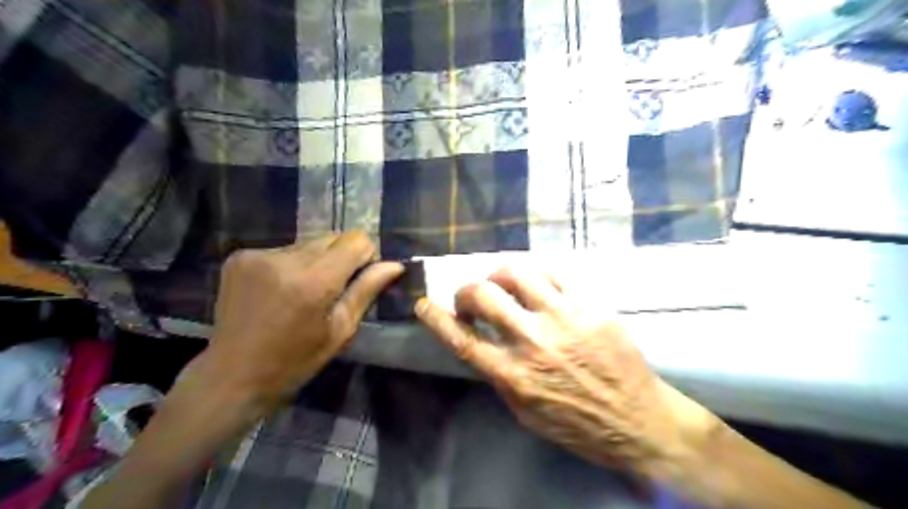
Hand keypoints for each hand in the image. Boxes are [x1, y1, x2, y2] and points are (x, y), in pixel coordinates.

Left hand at [198, 234, 401, 414]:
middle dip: (341, 258)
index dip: (365, 256)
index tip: (358, 279)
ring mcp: (258, 255)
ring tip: (302, 293)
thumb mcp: (341, 330)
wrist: (232, 375)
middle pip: (333, 237)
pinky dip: (291, 264)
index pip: (356, 240)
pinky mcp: (240, 256)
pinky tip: (280, 291)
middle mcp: (285, 258)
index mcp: (314, 281)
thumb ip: (367, 290)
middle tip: (331, 290)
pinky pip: (284, 249)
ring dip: (315, 261)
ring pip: (308, 243)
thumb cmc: (295, 361)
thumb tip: (395, 265)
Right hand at [414, 268, 720, 474]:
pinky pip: (553, 271)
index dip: (436, 318)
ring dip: (499, 274)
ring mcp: (564, 318)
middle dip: (466, 291)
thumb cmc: (576, 423)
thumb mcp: (524, 410)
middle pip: (484, 296)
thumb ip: (499, 373)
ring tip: (502, 283)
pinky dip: (534, 272)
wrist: (637, 420)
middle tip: (472, 298)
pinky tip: (534, 281)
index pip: (462, 339)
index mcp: (514, 375)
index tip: (423, 303)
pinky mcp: (590, 305)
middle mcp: (533, 341)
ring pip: (517, 273)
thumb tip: (481, 340)